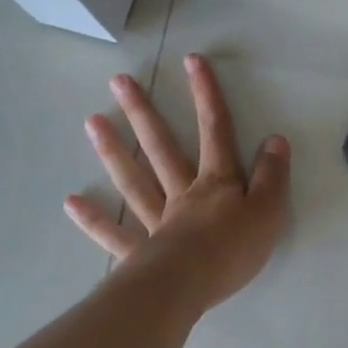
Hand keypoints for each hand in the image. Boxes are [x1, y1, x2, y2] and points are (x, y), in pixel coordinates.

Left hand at [66, 53, 290, 311]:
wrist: (190, 287)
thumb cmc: (233, 250)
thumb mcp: (268, 211)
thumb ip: (272, 176)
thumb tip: (275, 139)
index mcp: (216, 184)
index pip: (215, 131)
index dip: (207, 95)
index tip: (191, 60)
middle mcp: (182, 194)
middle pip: (162, 148)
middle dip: (144, 113)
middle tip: (118, 81)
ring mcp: (156, 222)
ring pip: (134, 181)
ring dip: (113, 151)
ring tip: (92, 121)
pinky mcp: (139, 253)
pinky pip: (114, 234)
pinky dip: (94, 219)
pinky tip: (72, 202)